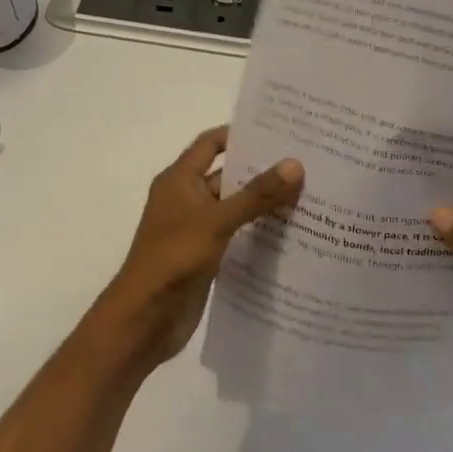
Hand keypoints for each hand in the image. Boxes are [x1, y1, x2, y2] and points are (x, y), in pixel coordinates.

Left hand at [102, 126, 303, 368]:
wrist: (144, 320)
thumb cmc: (173, 259)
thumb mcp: (217, 221)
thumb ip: (256, 195)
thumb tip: (294, 164)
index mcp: (179, 180)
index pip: (211, 144)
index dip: (239, 134)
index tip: (278, 130)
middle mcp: (187, 199)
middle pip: (228, 175)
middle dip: (262, 170)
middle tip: (306, 163)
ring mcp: (196, 229)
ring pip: (235, 207)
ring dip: (264, 203)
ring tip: (308, 195)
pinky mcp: (206, 256)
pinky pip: (236, 235)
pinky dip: (258, 232)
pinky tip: (291, 233)